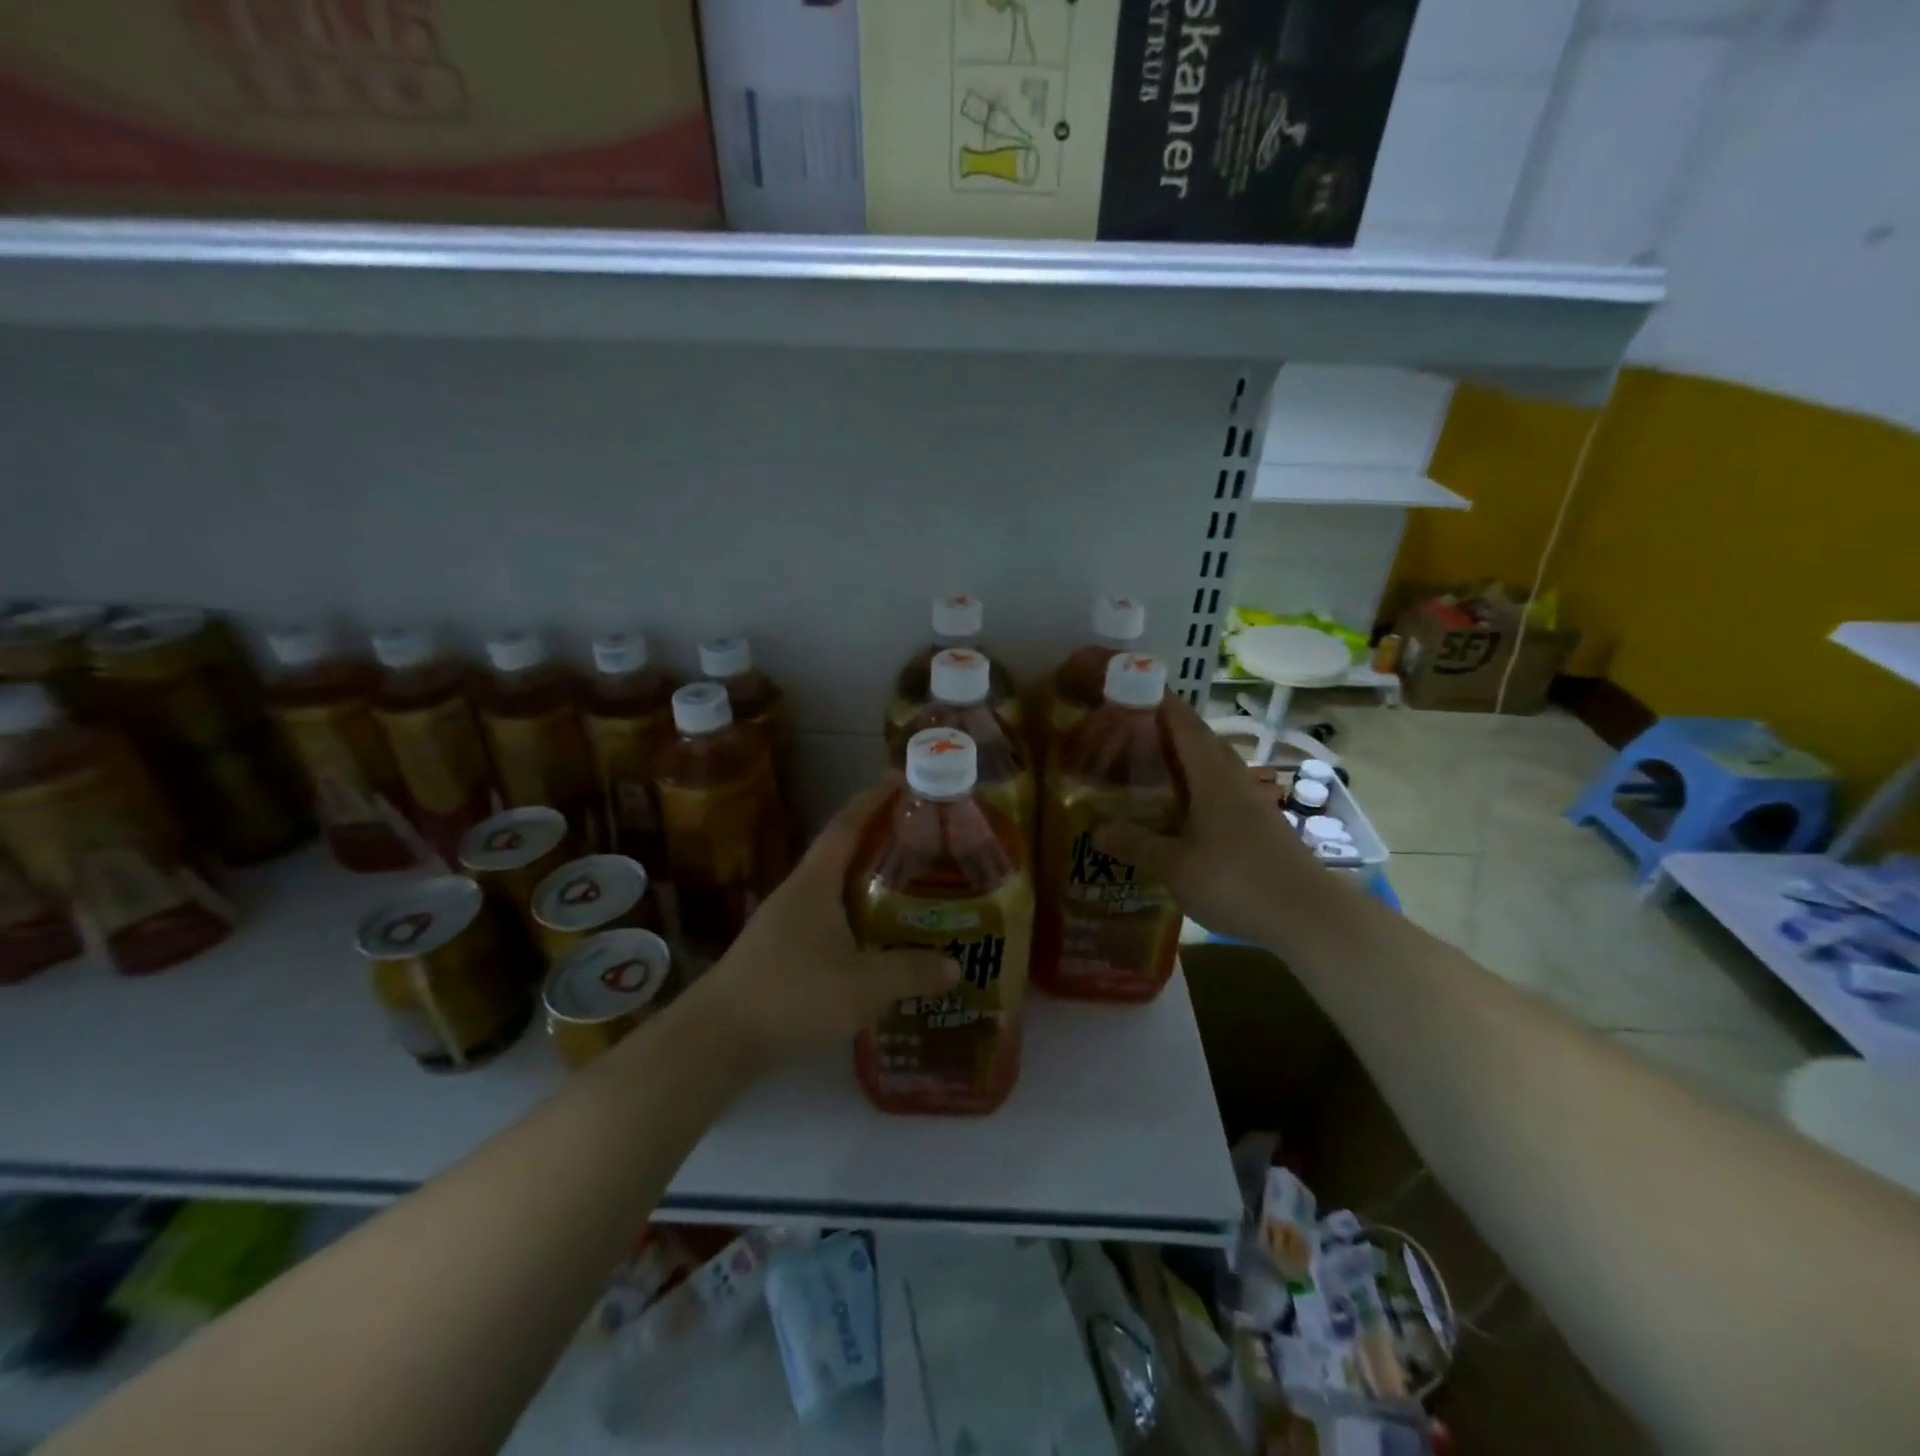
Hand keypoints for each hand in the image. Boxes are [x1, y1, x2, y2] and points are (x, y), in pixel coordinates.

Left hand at [697, 778, 959, 1064]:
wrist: (718, 1038)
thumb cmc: (792, 996)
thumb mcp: (862, 986)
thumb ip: (911, 973)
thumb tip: (955, 966)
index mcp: (816, 882)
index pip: (847, 824)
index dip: (873, 798)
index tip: (901, 777)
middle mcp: (799, 891)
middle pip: (842, 849)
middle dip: (879, 835)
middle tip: (923, 835)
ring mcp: (785, 919)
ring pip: (834, 884)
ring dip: (867, 875)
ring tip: (909, 881)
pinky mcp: (781, 947)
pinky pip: (827, 913)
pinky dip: (855, 910)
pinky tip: (875, 933)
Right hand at [1094, 695, 1317, 944]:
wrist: (1308, 916)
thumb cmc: (1236, 882)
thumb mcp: (1175, 867)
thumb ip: (1136, 845)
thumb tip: (1096, 830)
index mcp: (1211, 777)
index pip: (1183, 724)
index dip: (1158, 702)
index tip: (1131, 686)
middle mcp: (1234, 779)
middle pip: (1200, 739)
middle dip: (1167, 727)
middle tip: (1130, 729)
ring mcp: (1251, 802)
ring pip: (1214, 765)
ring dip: (1185, 757)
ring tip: (1150, 764)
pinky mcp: (1260, 824)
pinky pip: (1222, 790)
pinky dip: (1197, 786)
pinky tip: (1182, 809)